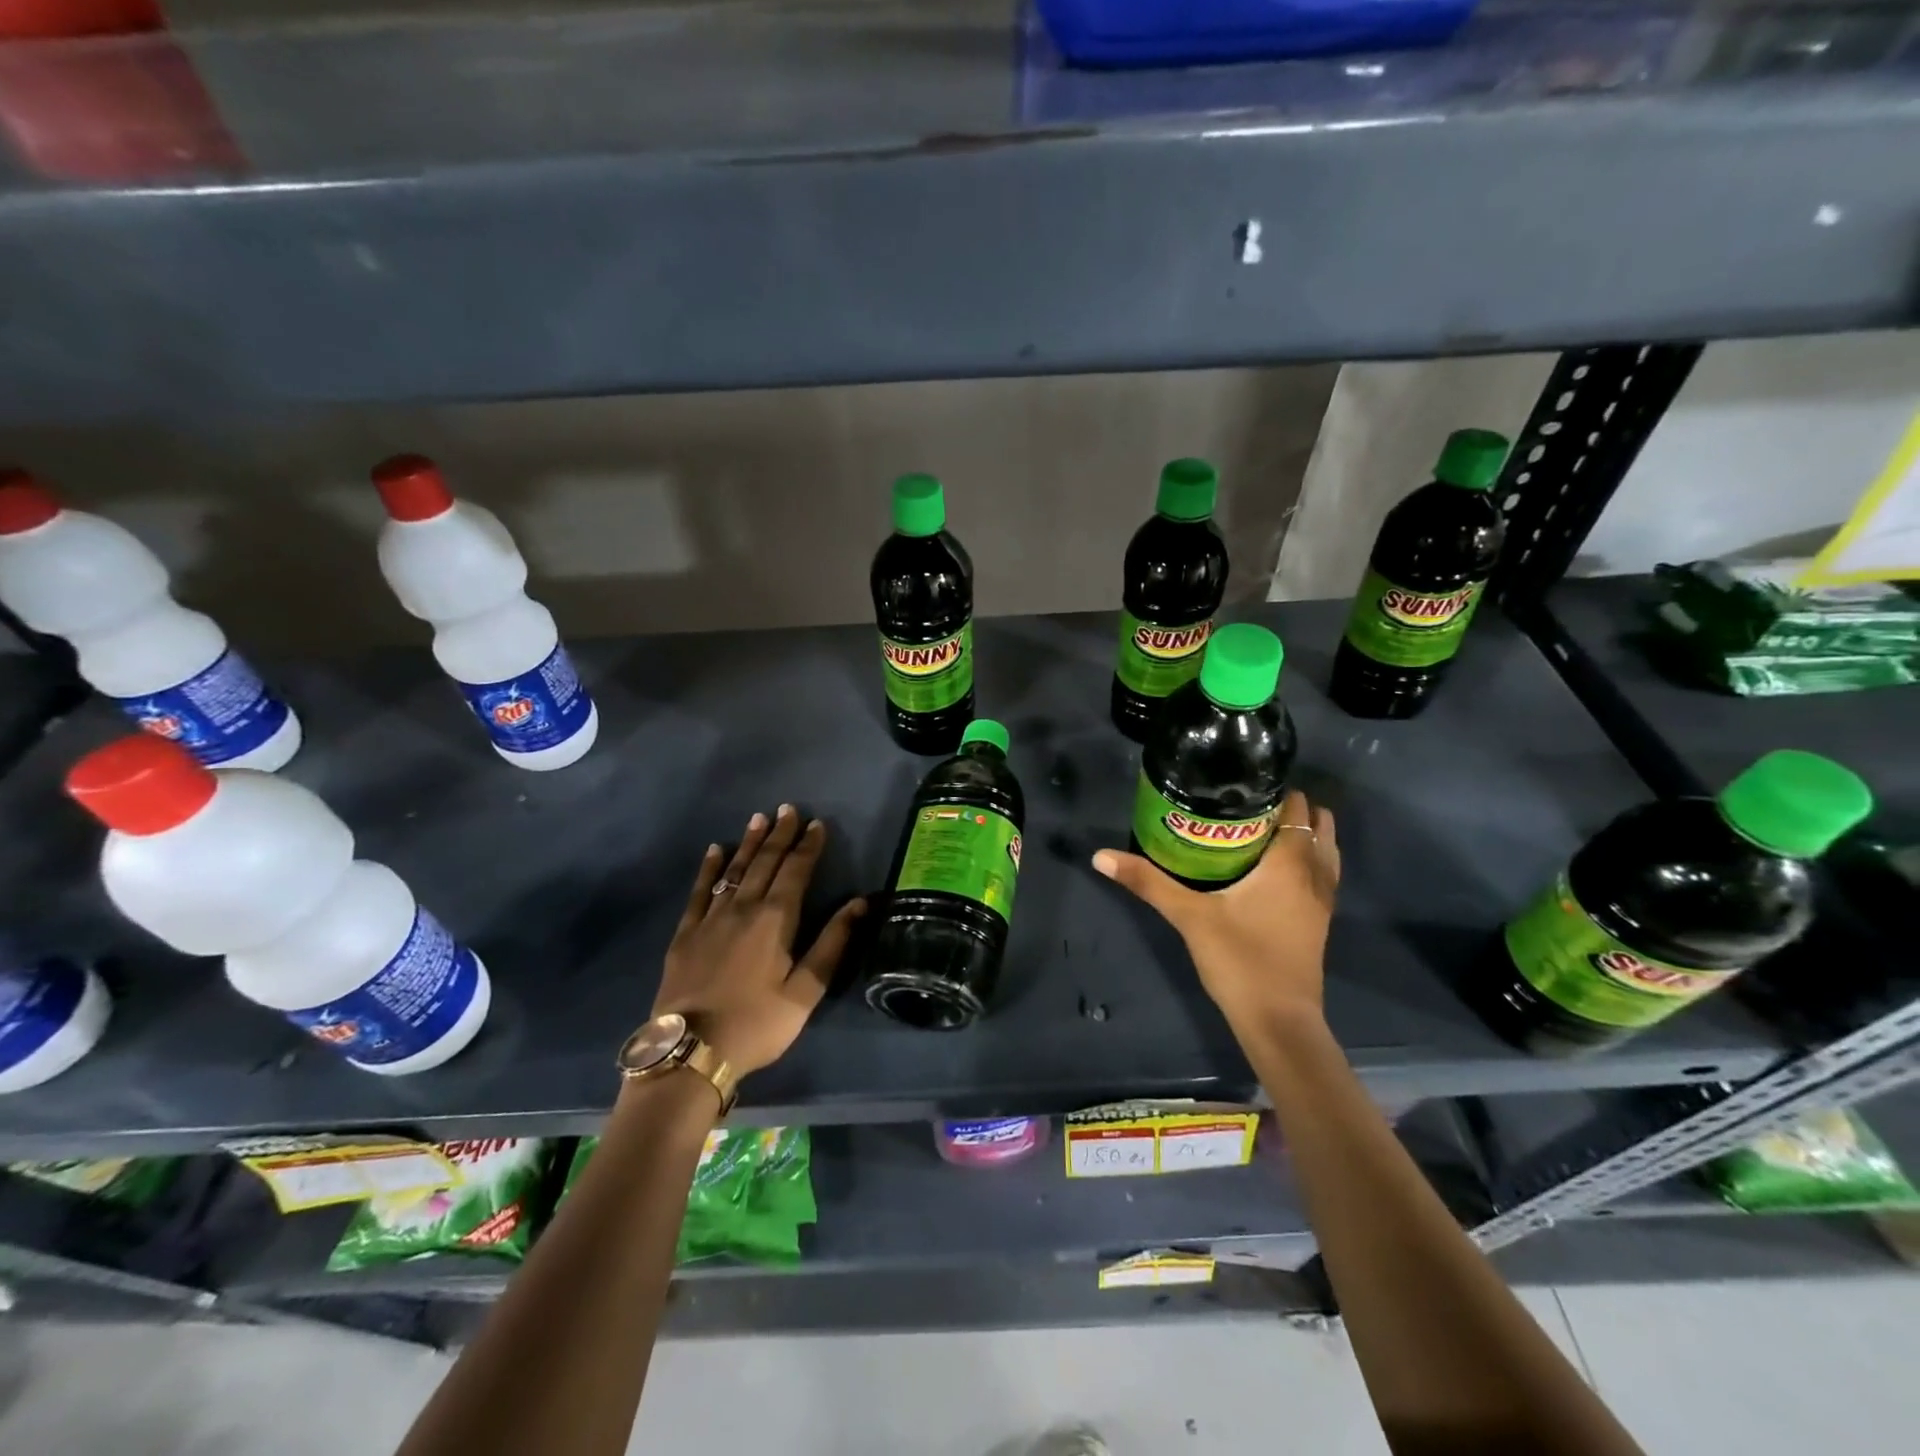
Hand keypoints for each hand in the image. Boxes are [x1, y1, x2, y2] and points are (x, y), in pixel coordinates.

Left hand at [652, 804, 866, 1075]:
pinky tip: (715, 851)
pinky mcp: (685, 933)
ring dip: (749, 843)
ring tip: (759, 818)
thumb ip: (833, 943)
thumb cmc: (758, 1023)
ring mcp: (710, 918)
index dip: (808, 846)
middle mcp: (743, 908)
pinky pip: (699, 891)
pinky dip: (709, 869)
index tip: (817, 823)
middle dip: (780, 835)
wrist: (691, 1052)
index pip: (796, 871)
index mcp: (776, 920)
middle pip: (765, 863)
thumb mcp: (806, 991)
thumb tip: (860, 902)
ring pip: (734, 870)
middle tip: (788, 809)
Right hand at [1093, 789, 1339, 1032]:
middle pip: (1319, 824)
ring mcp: (1322, 901)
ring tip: (1261, 832)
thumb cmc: (1239, 960)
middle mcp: (1314, 874)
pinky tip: (1273, 871)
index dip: (1277, 791)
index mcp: (1289, 862)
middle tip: (1248, 806)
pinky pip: (1322, 875)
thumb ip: (1148, 882)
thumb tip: (1101, 855)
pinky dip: (1307, 861)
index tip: (1245, 784)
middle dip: (1291, 809)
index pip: (1297, 808)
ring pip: (1326, 851)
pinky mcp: (1319, 922)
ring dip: (1304, 835)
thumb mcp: (1188, 916)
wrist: (1278, 1022)